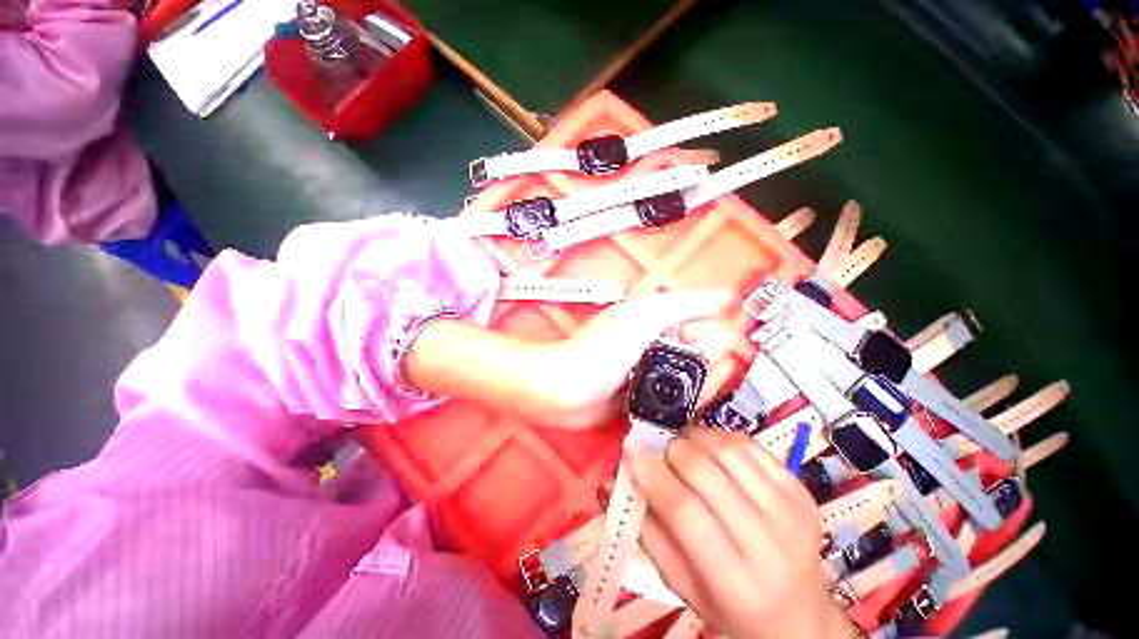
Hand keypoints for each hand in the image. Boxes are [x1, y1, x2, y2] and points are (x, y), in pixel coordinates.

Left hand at [535, 289, 730, 428]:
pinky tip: (681, 407)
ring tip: (683, 393)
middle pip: (704, 355)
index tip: (711, 355)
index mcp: (660, 319)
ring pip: (694, 378)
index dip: (715, 341)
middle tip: (690, 377)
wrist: (569, 390)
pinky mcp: (648, 394)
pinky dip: (684, 403)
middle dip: (707, 369)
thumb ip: (683, 304)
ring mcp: (654, 369)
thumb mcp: (644, 317)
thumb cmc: (603, 350)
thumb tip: (724, 295)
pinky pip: (678, 397)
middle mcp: (660, 342)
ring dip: (698, 388)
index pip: (708, 326)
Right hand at [629, 428, 852, 638]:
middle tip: (661, 453)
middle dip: (672, 451)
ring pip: (728, 450)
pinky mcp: (799, 489)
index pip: (685, 512)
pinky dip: (721, 438)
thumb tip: (621, 480)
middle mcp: (769, 544)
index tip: (632, 452)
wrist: (798, 611)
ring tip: (684, 446)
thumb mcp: (680, 585)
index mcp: (735, 582)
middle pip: (706, 473)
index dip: (653, 475)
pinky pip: (751, 445)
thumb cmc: (729, 604)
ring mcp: (790, 511)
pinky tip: (711, 449)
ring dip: (695, 438)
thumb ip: (647, 532)